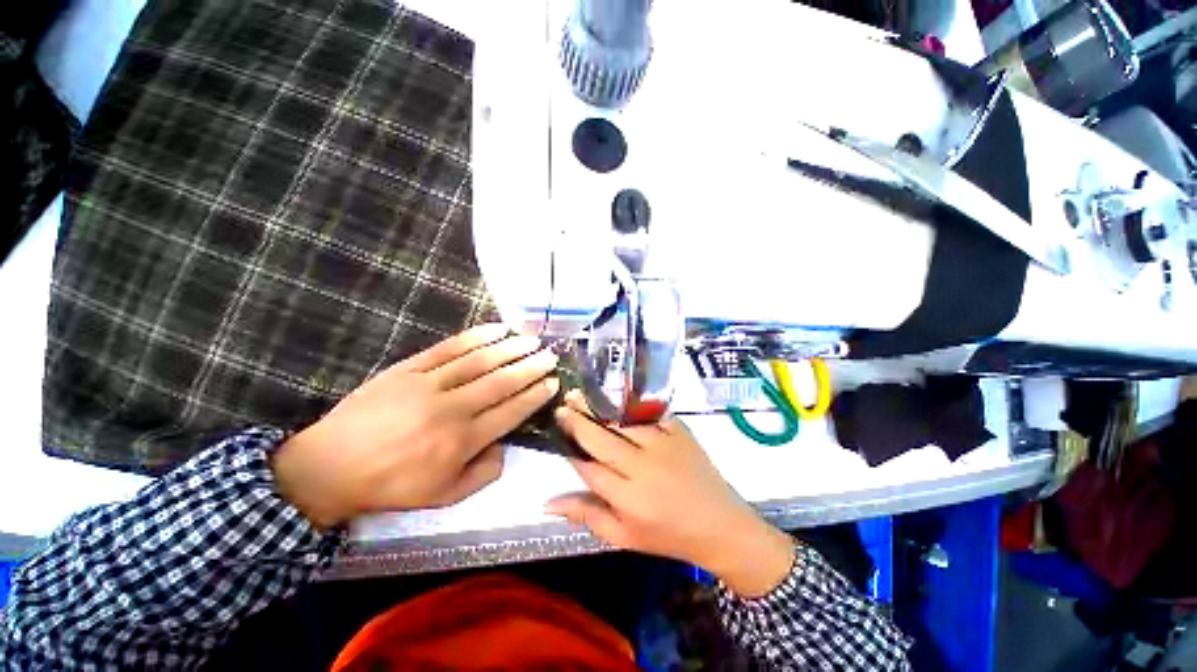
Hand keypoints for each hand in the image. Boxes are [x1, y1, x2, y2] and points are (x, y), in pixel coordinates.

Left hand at [272, 325, 558, 528]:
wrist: (331, 466)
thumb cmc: (393, 484)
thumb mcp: (445, 496)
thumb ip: (484, 473)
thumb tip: (504, 444)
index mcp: (462, 441)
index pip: (511, 411)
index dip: (535, 396)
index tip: (552, 382)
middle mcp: (452, 409)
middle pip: (502, 382)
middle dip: (531, 367)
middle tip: (550, 356)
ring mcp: (430, 384)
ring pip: (480, 361)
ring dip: (510, 348)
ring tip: (532, 339)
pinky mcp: (410, 368)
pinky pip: (449, 348)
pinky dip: (477, 336)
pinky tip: (497, 329)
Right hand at [547, 392, 795, 597]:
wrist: (720, 524)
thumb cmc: (667, 535)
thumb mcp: (623, 537)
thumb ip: (586, 515)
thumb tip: (547, 502)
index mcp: (628, 498)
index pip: (588, 466)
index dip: (570, 447)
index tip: (557, 429)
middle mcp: (643, 467)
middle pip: (601, 437)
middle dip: (578, 419)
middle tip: (564, 403)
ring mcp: (663, 444)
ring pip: (622, 420)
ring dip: (599, 406)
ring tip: (582, 393)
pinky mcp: (679, 430)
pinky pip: (649, 412)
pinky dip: (629, 403)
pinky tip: (615, 395)